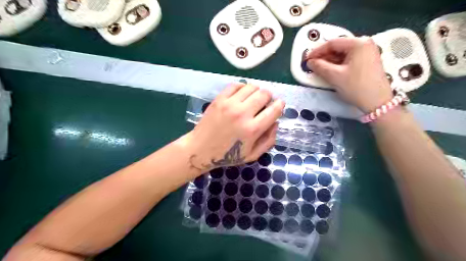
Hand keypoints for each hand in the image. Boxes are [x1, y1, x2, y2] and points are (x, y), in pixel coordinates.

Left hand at [185, 83, 283, 172]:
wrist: (201, 149)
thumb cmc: (227, 155)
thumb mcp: (252, 155)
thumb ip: (269, 140)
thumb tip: (276, 123)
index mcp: (253, 129)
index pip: (274, 109)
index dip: (280, 105)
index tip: (279, 105)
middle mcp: (242, 113)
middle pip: (264, 94)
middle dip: (269, 97)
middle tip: (265, 103)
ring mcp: (230, 104)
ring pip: (251, 87)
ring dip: (257, 91)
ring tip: (253, 99)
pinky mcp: (219, 99)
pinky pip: (236, 85)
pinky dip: (242, 87)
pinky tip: (242, 94)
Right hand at [307, 37, 391, 112]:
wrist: (377, 102)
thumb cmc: (356, 87)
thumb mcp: (335, 76)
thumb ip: (319, 66)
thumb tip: (309, 62)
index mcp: (358, 43)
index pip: (332, 43)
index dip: (317, 51)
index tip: (306, 59)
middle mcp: (365, 44)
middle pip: (338, 47)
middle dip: (323, 56)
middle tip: (312, 64)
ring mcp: (368, 52)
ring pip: (343, 53)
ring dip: (330, 60)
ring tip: (319, 68)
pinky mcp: (368, 61)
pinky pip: (349, 59)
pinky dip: (338, 64)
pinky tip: (331, 70)